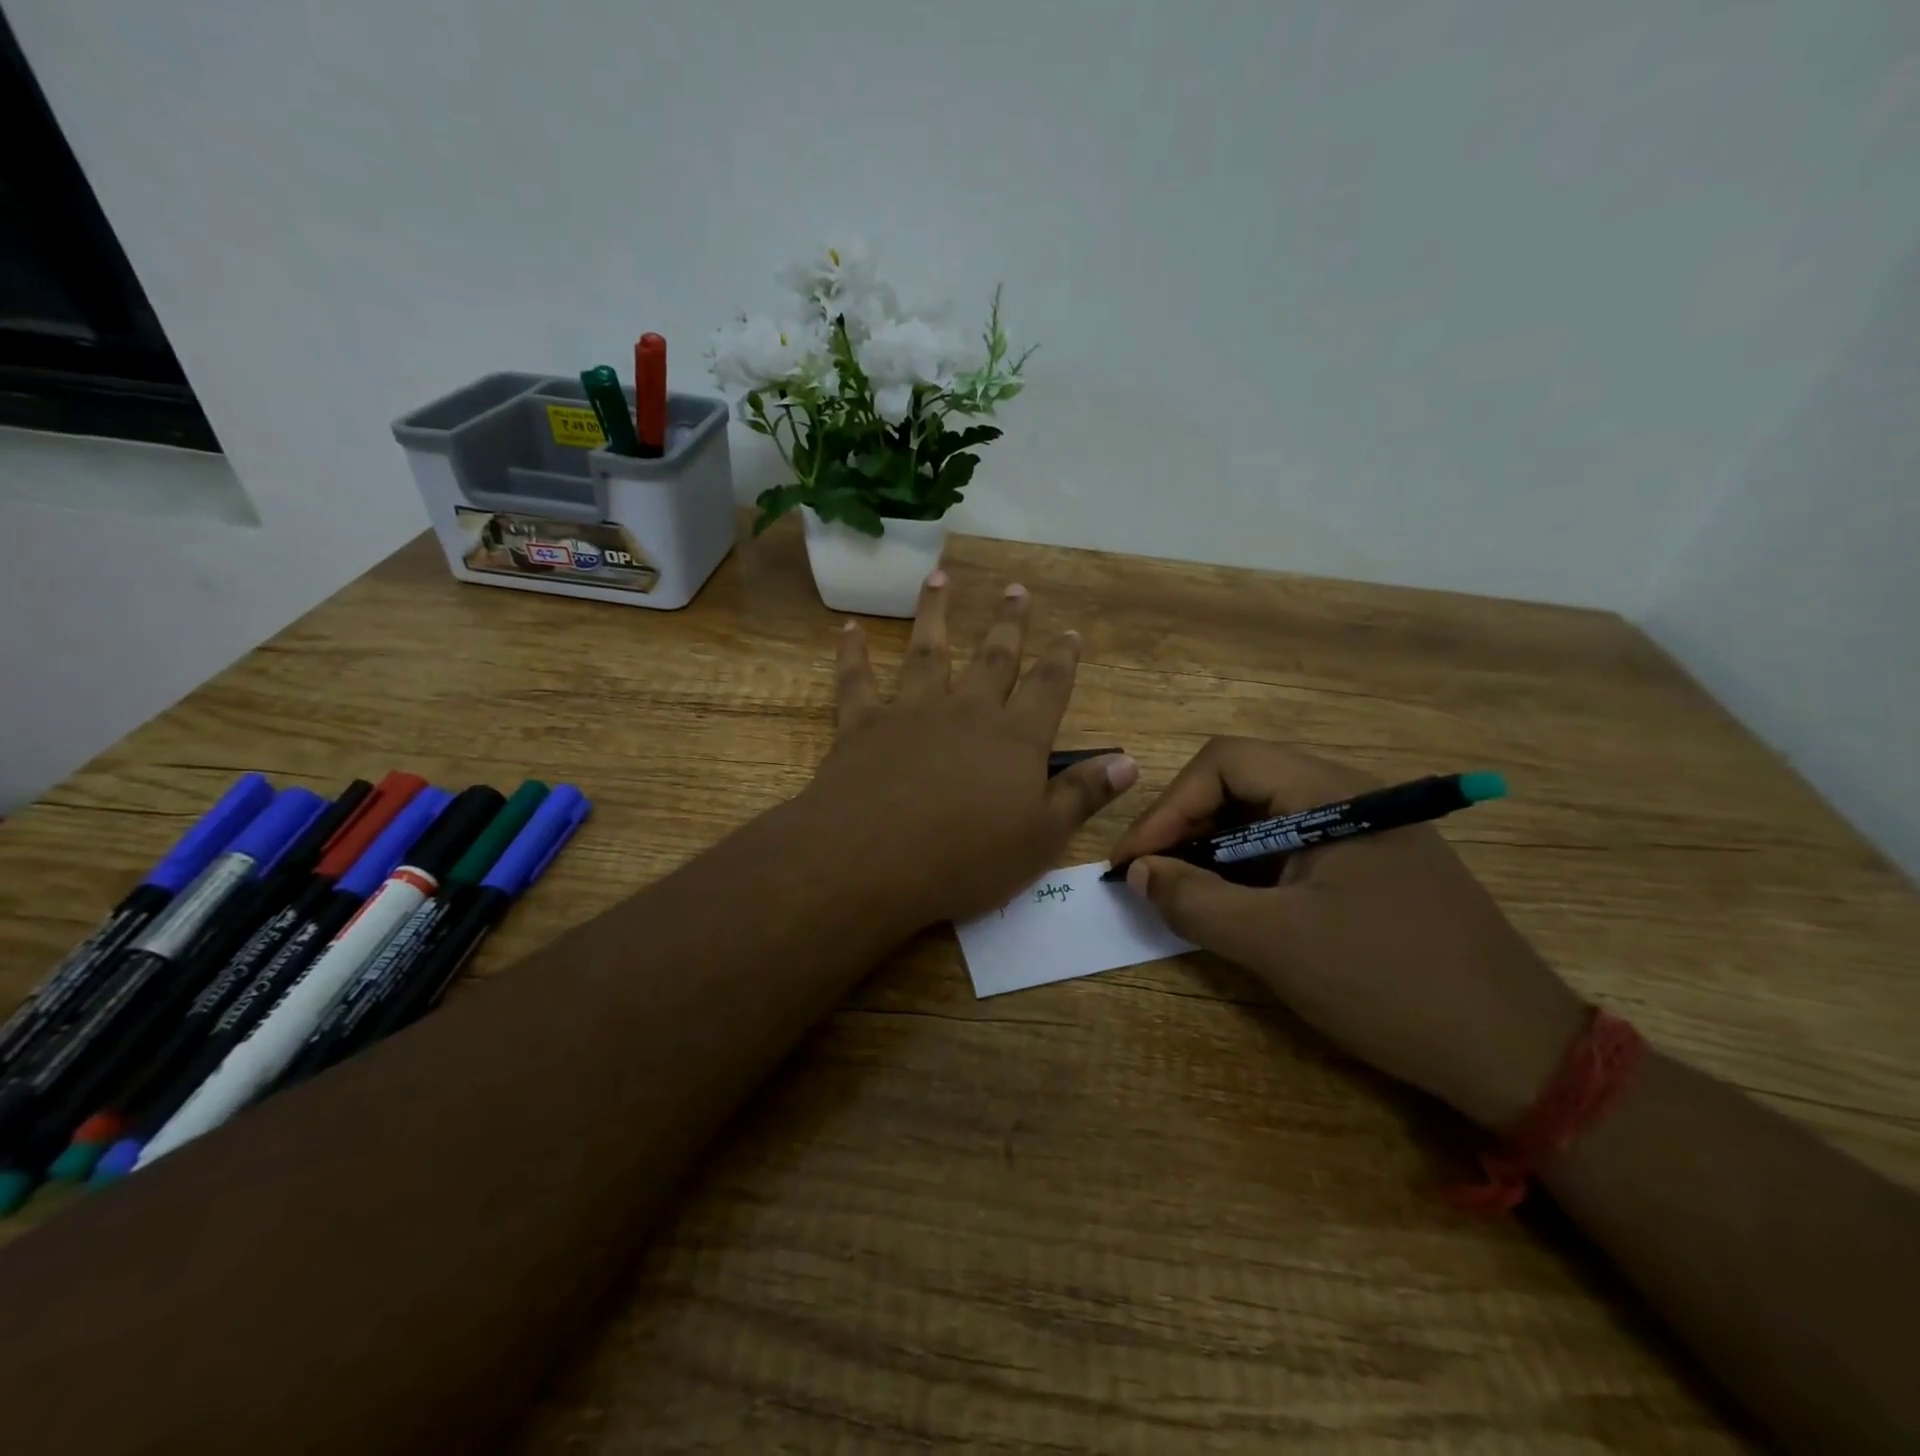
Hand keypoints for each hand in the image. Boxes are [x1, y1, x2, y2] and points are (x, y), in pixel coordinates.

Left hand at [803, 571, 1138, 930]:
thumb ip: (1083, 795)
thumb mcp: (1041, 839)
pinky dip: (853, 653)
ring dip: (935, 614)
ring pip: (927, 652)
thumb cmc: (966, 860)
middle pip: (993, 658)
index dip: (1062, 659)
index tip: (1070, 632)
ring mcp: (912, 712)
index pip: (1048, 688)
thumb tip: (1129, 761)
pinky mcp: (862, 724)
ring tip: (939, 579)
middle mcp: (966, 711)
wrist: (872, 861)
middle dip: (1009, 623)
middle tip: (1016, 589)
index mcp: (1014, 738)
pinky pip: (857, 680)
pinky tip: (849, 630)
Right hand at [1106, 738, 1586, 1129]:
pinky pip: (1293, 849)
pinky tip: (1233, 906)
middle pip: (1242, 784)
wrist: (1518, 1052)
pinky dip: (1250, 871)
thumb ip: (1194, 901)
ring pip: (1265, 818)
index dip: (1168, 807)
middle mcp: (1348, 795)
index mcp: (1330, 792)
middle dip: (1186, 827)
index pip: (1224, 763)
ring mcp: (1364, 830)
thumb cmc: (1389, 983)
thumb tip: (1138, 873)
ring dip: (1214, 851)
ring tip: (1181, 894)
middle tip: (1149, 877)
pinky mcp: (1372, 867)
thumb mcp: (1275, 944)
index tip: (1134, 861)